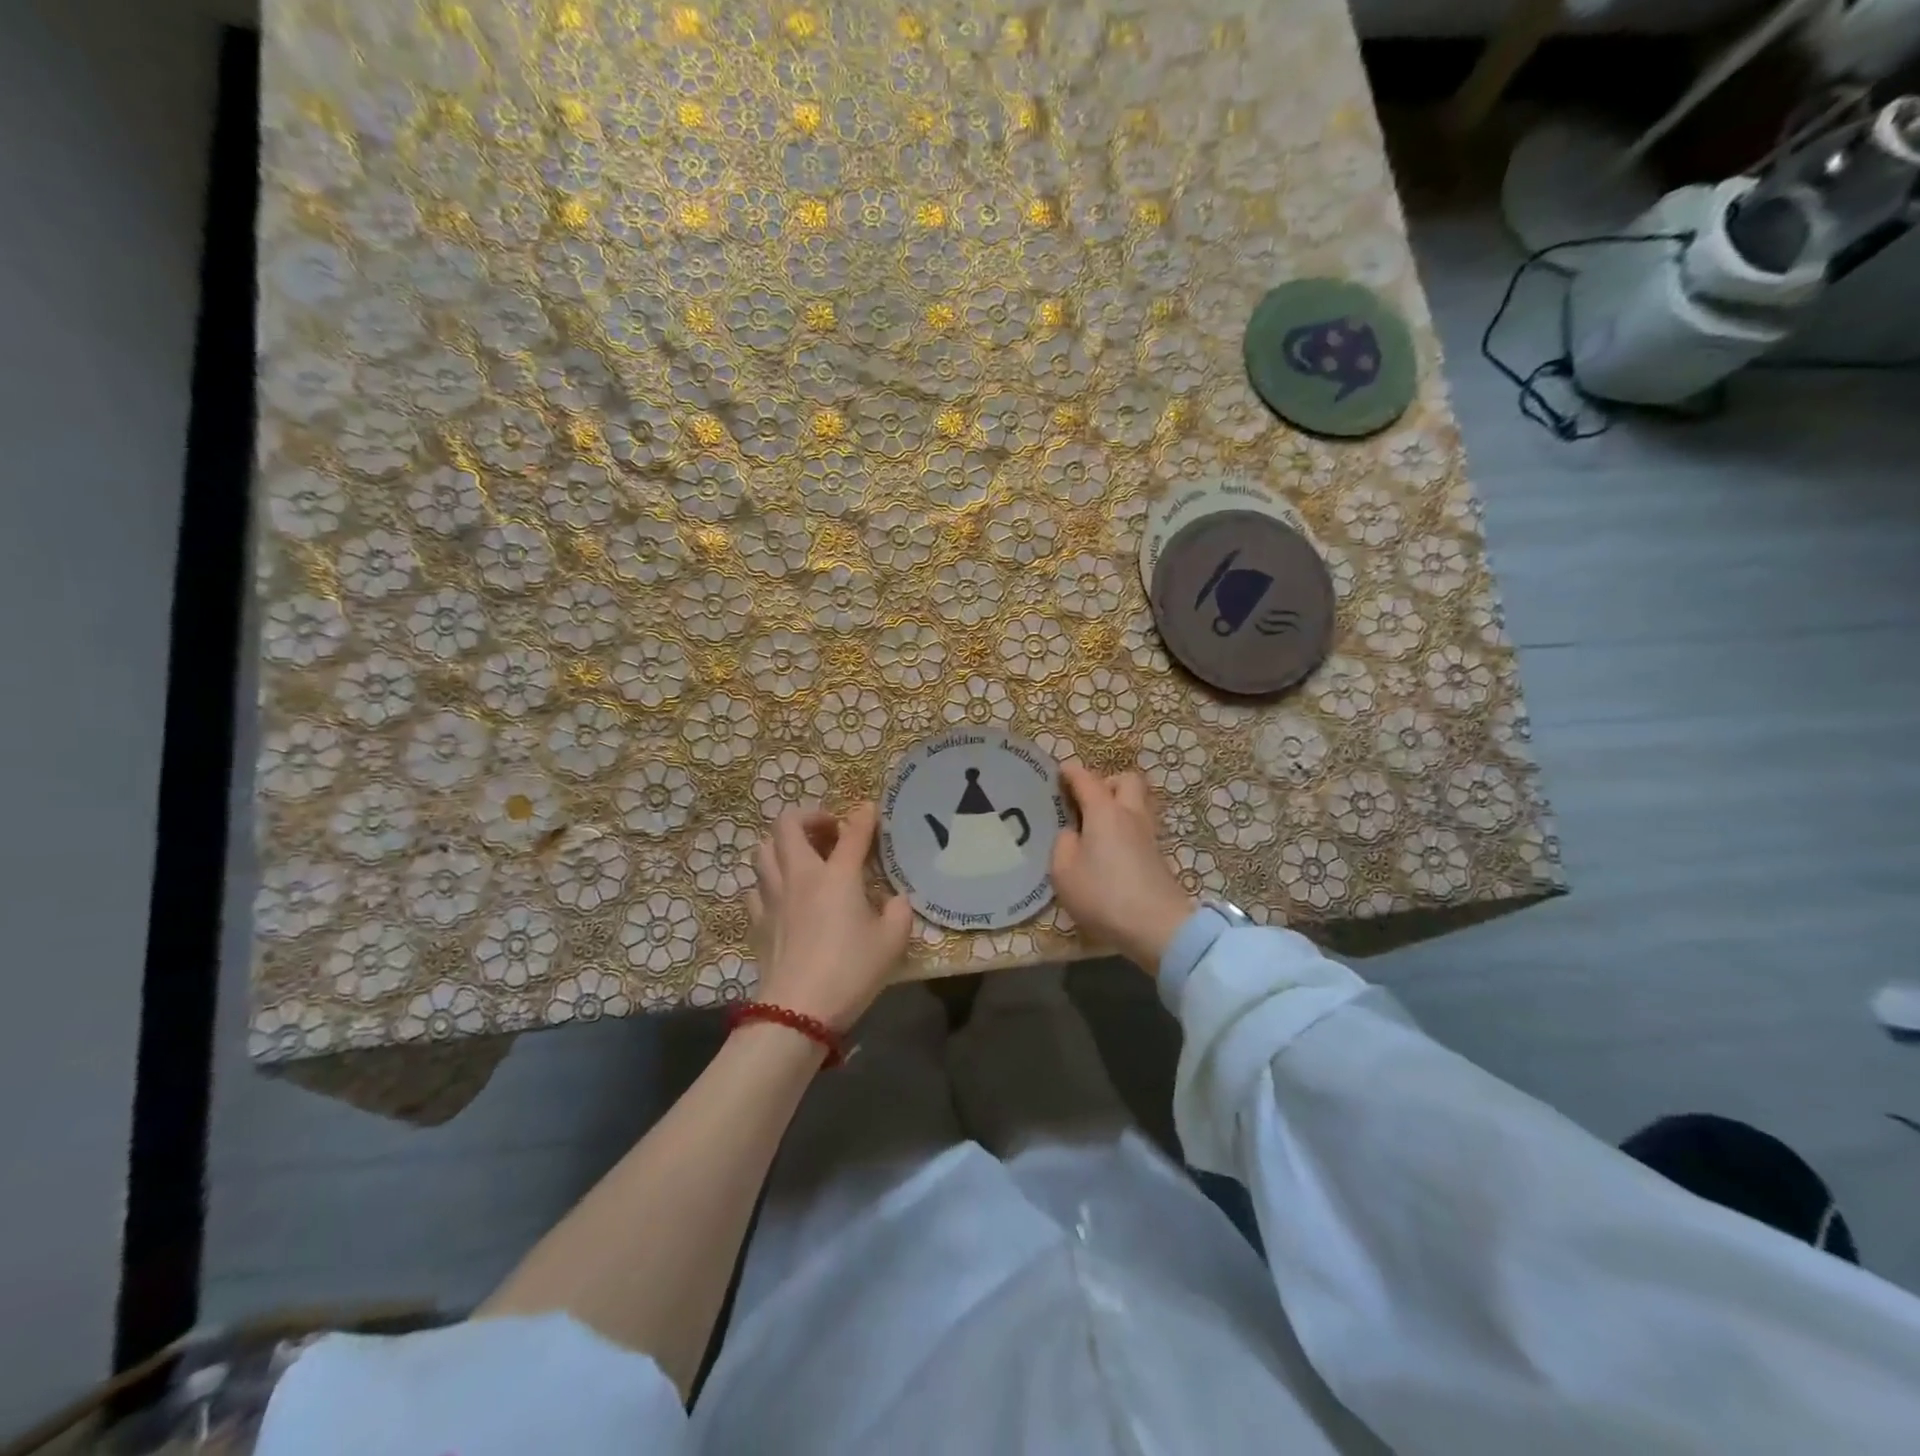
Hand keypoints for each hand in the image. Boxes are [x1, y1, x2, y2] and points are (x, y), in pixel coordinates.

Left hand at [746, 803, 912, 1031]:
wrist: (797, 1011)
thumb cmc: (851, 972)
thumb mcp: (892, 942)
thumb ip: (899, 911)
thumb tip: (896, 899)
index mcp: (837, 876)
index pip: (852, 832)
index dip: (864, 817)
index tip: (871, 810)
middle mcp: (800, 876)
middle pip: (788, 825)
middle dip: (810, 817)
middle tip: (830, 832)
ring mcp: (772, 896)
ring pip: (763, 849)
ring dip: (783, 844)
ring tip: (804, 857)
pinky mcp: (757, 920)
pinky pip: (756, 886)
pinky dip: (769, 881)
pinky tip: (784, 894)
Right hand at [1050, 764, 1196, 974]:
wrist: (1156, 926)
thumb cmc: (1103, 894)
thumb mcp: (1064, 871)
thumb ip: (1063, 844)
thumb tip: (1072, 833)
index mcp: (1104, 811)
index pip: (1086, 779)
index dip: (1071, 772)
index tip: (1060, 771)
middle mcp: (1130, 814)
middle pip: (1126, 780)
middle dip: (1106, 782)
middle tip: (1086, 800)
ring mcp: (1148, 835)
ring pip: (1137, 803)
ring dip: (1119, 805)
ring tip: (1097, 825)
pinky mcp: (1157, 856)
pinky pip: (1139, 827)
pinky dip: (1125, 828)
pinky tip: (1110, 848)